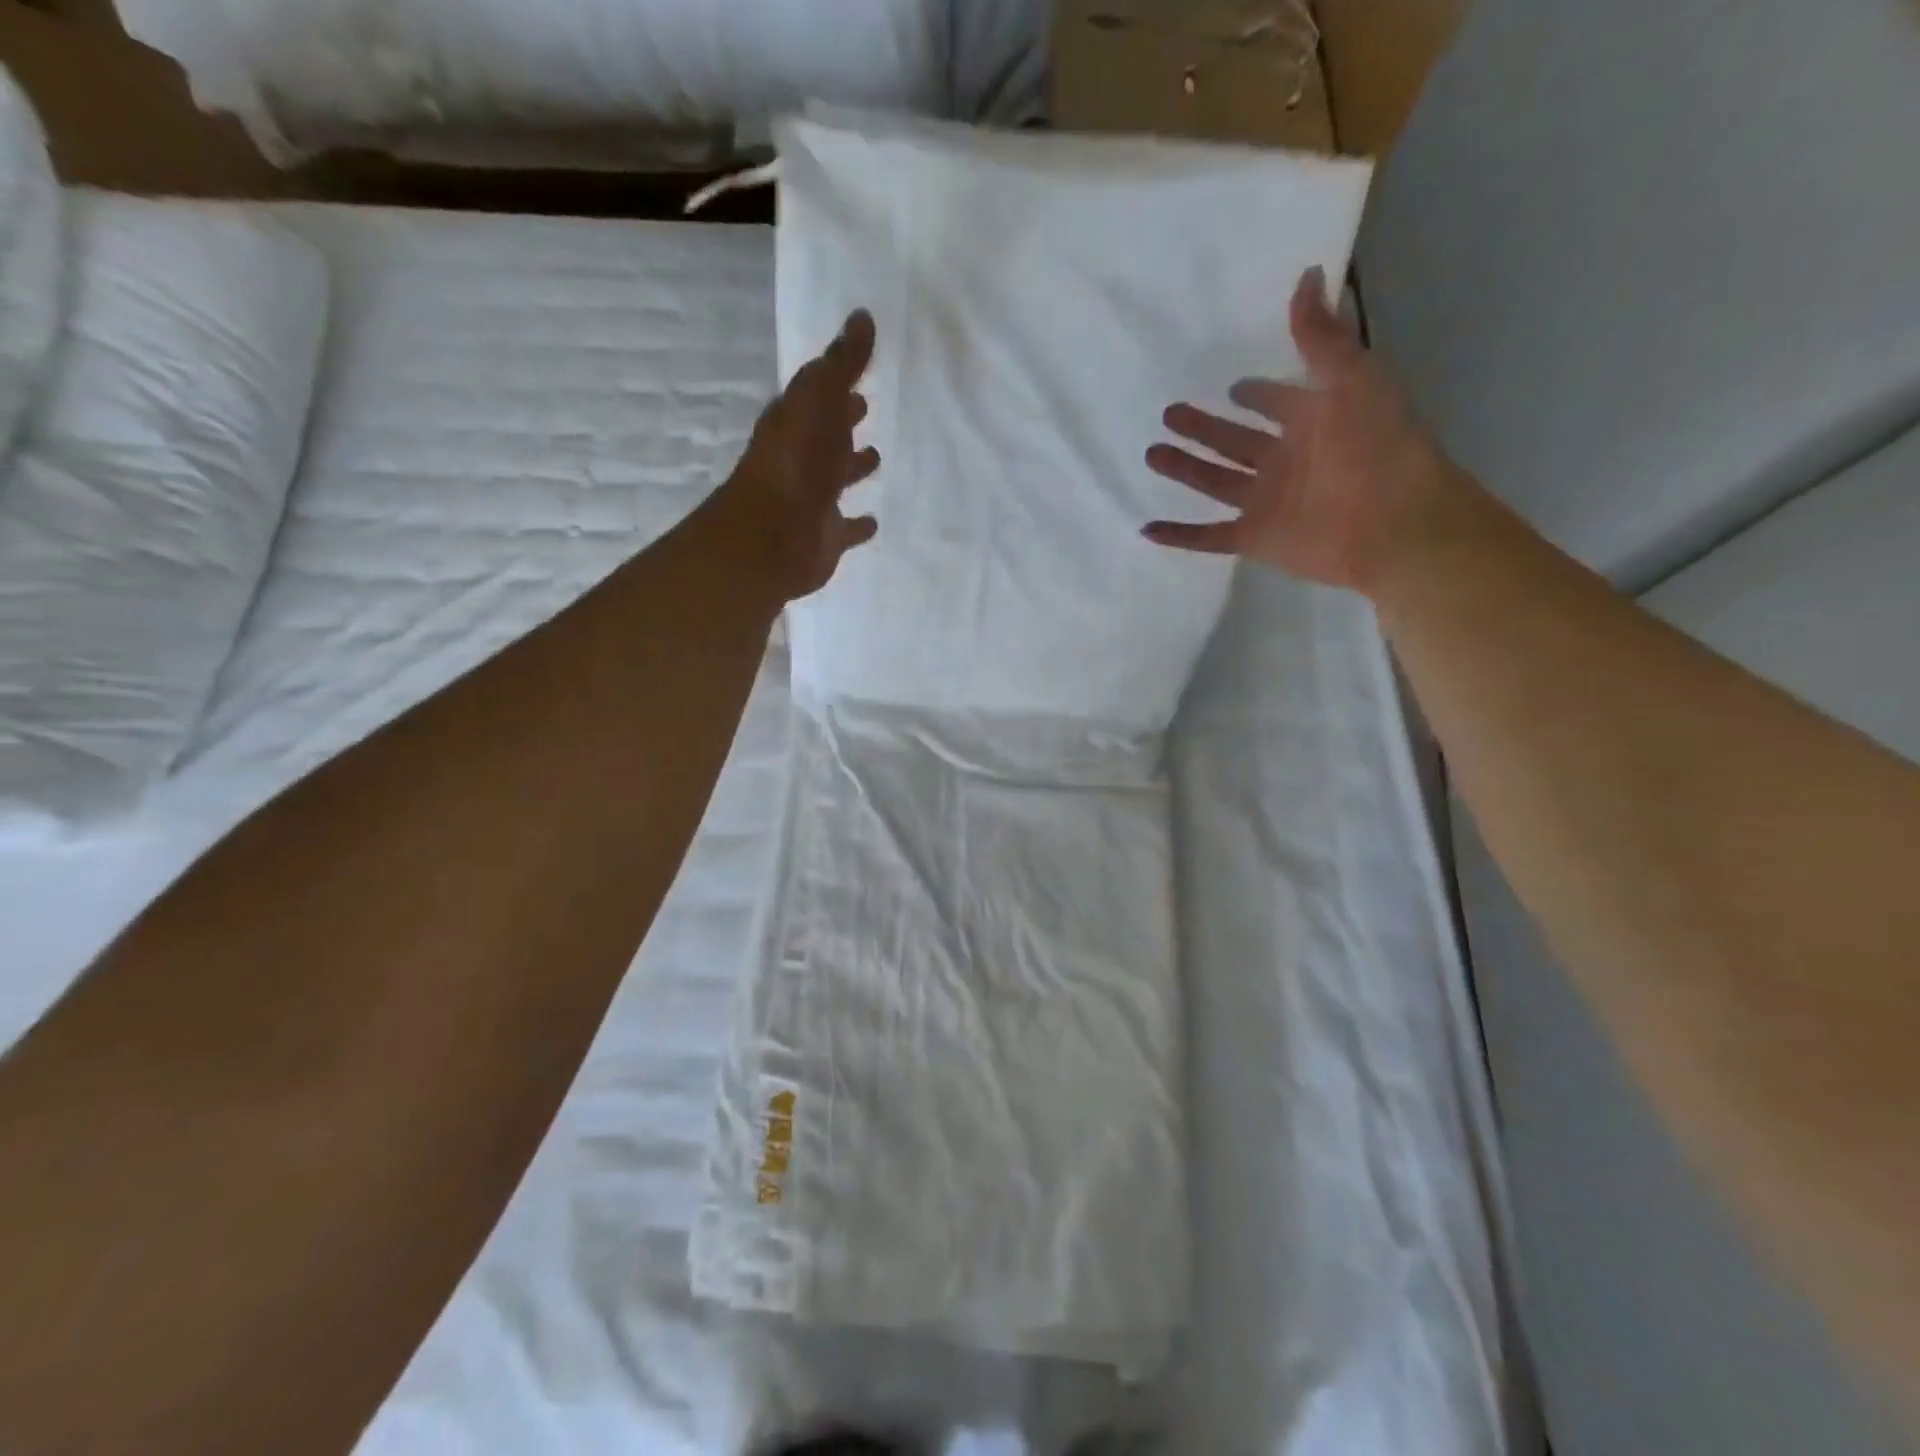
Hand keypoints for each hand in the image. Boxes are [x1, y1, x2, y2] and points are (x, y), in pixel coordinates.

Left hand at [711, 309, 882, 601]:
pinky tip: (875, 521)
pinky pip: (846, 527)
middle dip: (843, 421)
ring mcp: (812, 499)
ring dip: (853, 467)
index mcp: (794, 421)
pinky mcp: (824, 536)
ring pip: (836, 478)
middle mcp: (800, 458)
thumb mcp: (819, 398)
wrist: (775, 535)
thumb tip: (862, 316)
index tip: (860, 374)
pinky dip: (858, 524)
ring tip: (877, 457)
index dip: (835, 383)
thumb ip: (842, 363)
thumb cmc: (797, 461)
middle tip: (866, 407)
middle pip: (825, 434)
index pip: (816, 394)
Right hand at [1143, 268, 1467, 598]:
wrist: (1393, 524)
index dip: (1257, 395)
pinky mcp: (1254, 538)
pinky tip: (1148, 528)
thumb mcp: (1352, 379)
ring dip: (1185, 469)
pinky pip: (1208, 537)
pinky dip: (1179, 535)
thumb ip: (1321, 336)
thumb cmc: (1378, 448)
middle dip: (1205, 428)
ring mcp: (1267, 502)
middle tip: (1170, 414)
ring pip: (1216, 482)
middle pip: (1235, 442)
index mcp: (1313, 422)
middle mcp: (1286, 461)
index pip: (1277, 404)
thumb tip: (1305, 274)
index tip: (1232, 388)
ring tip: (1152, 453)